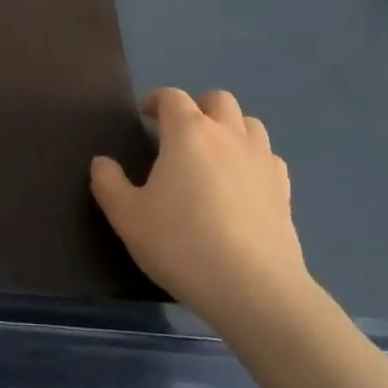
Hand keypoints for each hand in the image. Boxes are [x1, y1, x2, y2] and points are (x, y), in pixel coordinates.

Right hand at [91, 88, 310, 326]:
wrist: (254, 290)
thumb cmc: (182, 244)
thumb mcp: (127, 217)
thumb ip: (108, 183)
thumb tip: (102, 162)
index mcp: (188, 132)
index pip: (172, 97)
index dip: (156, 101)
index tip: (145, 117)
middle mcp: (227, 135)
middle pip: (218, 100)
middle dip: (198, 107)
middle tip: (181, 134)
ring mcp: (261, 160)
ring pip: (249, 124)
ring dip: (230, 129)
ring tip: (214, 155)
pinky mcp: (284, 190)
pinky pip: (268, 158)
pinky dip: (253, 160)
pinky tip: (242, 184)